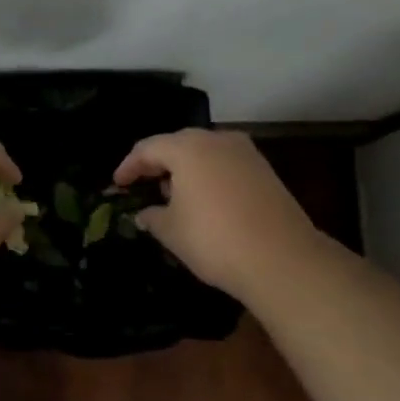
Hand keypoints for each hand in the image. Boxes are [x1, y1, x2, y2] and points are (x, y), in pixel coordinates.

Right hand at [114, 129, 317, 295]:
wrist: (282, 260)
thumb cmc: (214, 240)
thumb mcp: (170, 230)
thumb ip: (151, 216)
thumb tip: (145, 213)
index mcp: (187, 148)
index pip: (147, 149)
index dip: (128, 167)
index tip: (117, 185)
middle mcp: (216, 140)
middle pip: (177, 144)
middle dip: (157, 163)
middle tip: (142, 184)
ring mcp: (245, 153)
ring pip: (204, 152)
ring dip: (184, 169)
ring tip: (172, 194)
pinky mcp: (264, 170)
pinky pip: (224, 164)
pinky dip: (208, 176)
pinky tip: (203, 200)